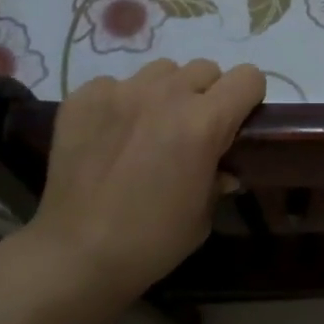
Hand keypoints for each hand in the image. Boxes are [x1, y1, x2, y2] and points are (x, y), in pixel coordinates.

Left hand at [27, 59, 265, 306]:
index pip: (248, 77)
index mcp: (204, 122)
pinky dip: (121, 104)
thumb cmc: (151, 241)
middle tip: (191, 131)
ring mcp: (121, 91)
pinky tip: (110, 136)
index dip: (248, 98)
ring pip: (162, 71)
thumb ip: (218, 176)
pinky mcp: (84, 97)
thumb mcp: (203, 214)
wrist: (75, 255)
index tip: (237, 122)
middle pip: (205, 69)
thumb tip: (222, 167)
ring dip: (166, 93)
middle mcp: (166, 94)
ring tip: (148, 128)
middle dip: (207, 95)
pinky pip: (116, 84)